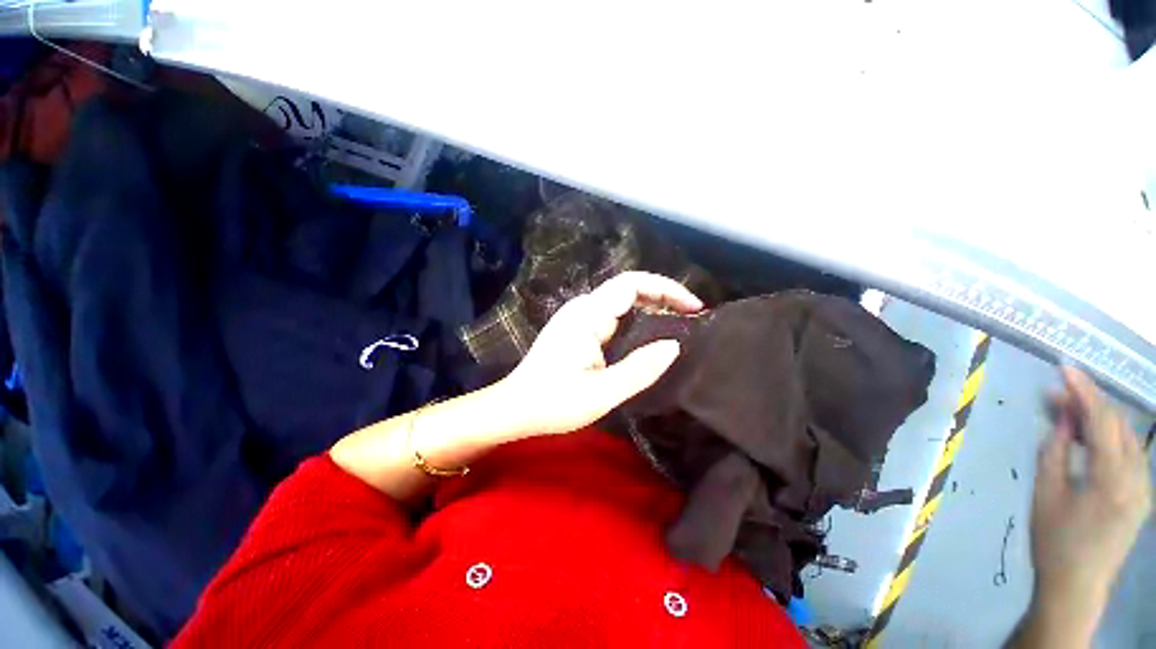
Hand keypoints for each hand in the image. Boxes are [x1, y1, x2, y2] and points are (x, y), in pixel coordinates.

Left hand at [499, 271, 702, 436]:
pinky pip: (611, 315)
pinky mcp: (576, 328)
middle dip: (662, 296)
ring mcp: (577, 317)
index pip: (631, 284)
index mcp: (587, 316)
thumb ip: (639, 369)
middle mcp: (582, 308)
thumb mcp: (601, 393)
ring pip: (620, 301)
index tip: (694, 306)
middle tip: (691, 316)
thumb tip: (674, 346)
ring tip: (677, 324)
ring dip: (650, 307)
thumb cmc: (553, 403)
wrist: (514, 407)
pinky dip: (635, 319)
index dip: (665, 288)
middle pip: (628, 288)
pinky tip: (647, 335)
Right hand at [1028, 368, 1151, 635]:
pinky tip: (1086, 440)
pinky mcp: (1141, 495)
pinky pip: (1128, 455)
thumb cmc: (1055, 539)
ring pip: (1126, 438)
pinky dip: (1107, 439)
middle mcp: (1138, 477)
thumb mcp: (1046, 492)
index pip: (1102, 420)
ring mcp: (1143, 487)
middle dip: (1088, 403)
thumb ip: (1056, 450)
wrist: (1076, 585)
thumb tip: (1062, 416)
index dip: (1083, 390)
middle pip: (1119, 425)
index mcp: (1113, 478)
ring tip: (1066, 414)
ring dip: (1098, 420)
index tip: (1063, 367)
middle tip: (1055, 393)